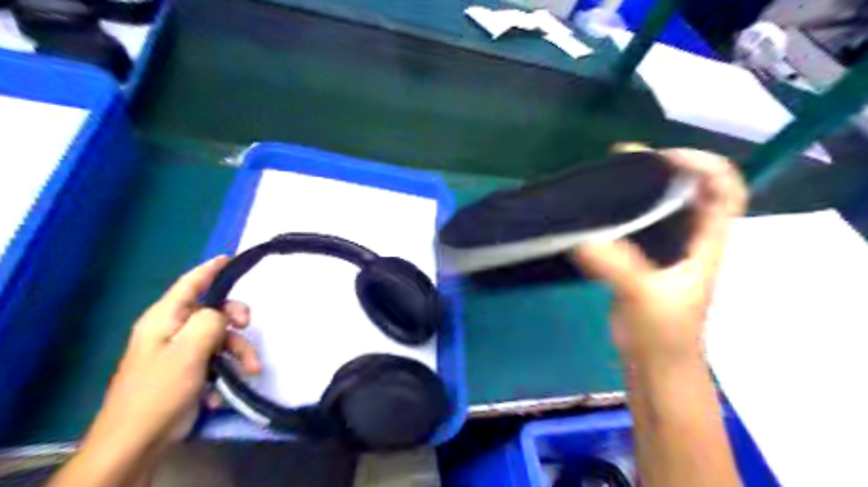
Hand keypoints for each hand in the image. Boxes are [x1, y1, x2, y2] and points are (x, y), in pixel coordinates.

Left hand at [84, 258, 259, 455]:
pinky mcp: (187, 372)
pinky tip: (218, 392)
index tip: (230, 258)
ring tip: (250, 371)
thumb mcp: (188, 351)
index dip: (210, 269)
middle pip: (213, 312)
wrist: (137, 442)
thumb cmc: (159, 390)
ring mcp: (180, 353)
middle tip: (248, 328)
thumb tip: (222, 312)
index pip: (189, 284)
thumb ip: (209, 322)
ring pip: (219, 340)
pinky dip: (223, 373)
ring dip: (237, 354)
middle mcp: (172, 331)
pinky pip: (214, 361)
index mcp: (164, 319)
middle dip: (234, 322)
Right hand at [574, 150, 744, 363]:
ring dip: (638, 187)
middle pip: (689, 189)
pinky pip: (636, 224)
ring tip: (606, 177)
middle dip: (661, 167)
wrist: (655, 363)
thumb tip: (581, 238)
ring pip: (660, 205)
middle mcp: (690, 238)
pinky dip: (619, 210)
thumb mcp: (644, 296)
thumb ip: (617, 267)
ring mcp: (666, 248)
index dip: (704, 165)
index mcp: (706, 242)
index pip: (725, 189)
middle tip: (623, 159)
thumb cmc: (663, 332)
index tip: (662, 159)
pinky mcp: (642, 259)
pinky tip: (595, 211)